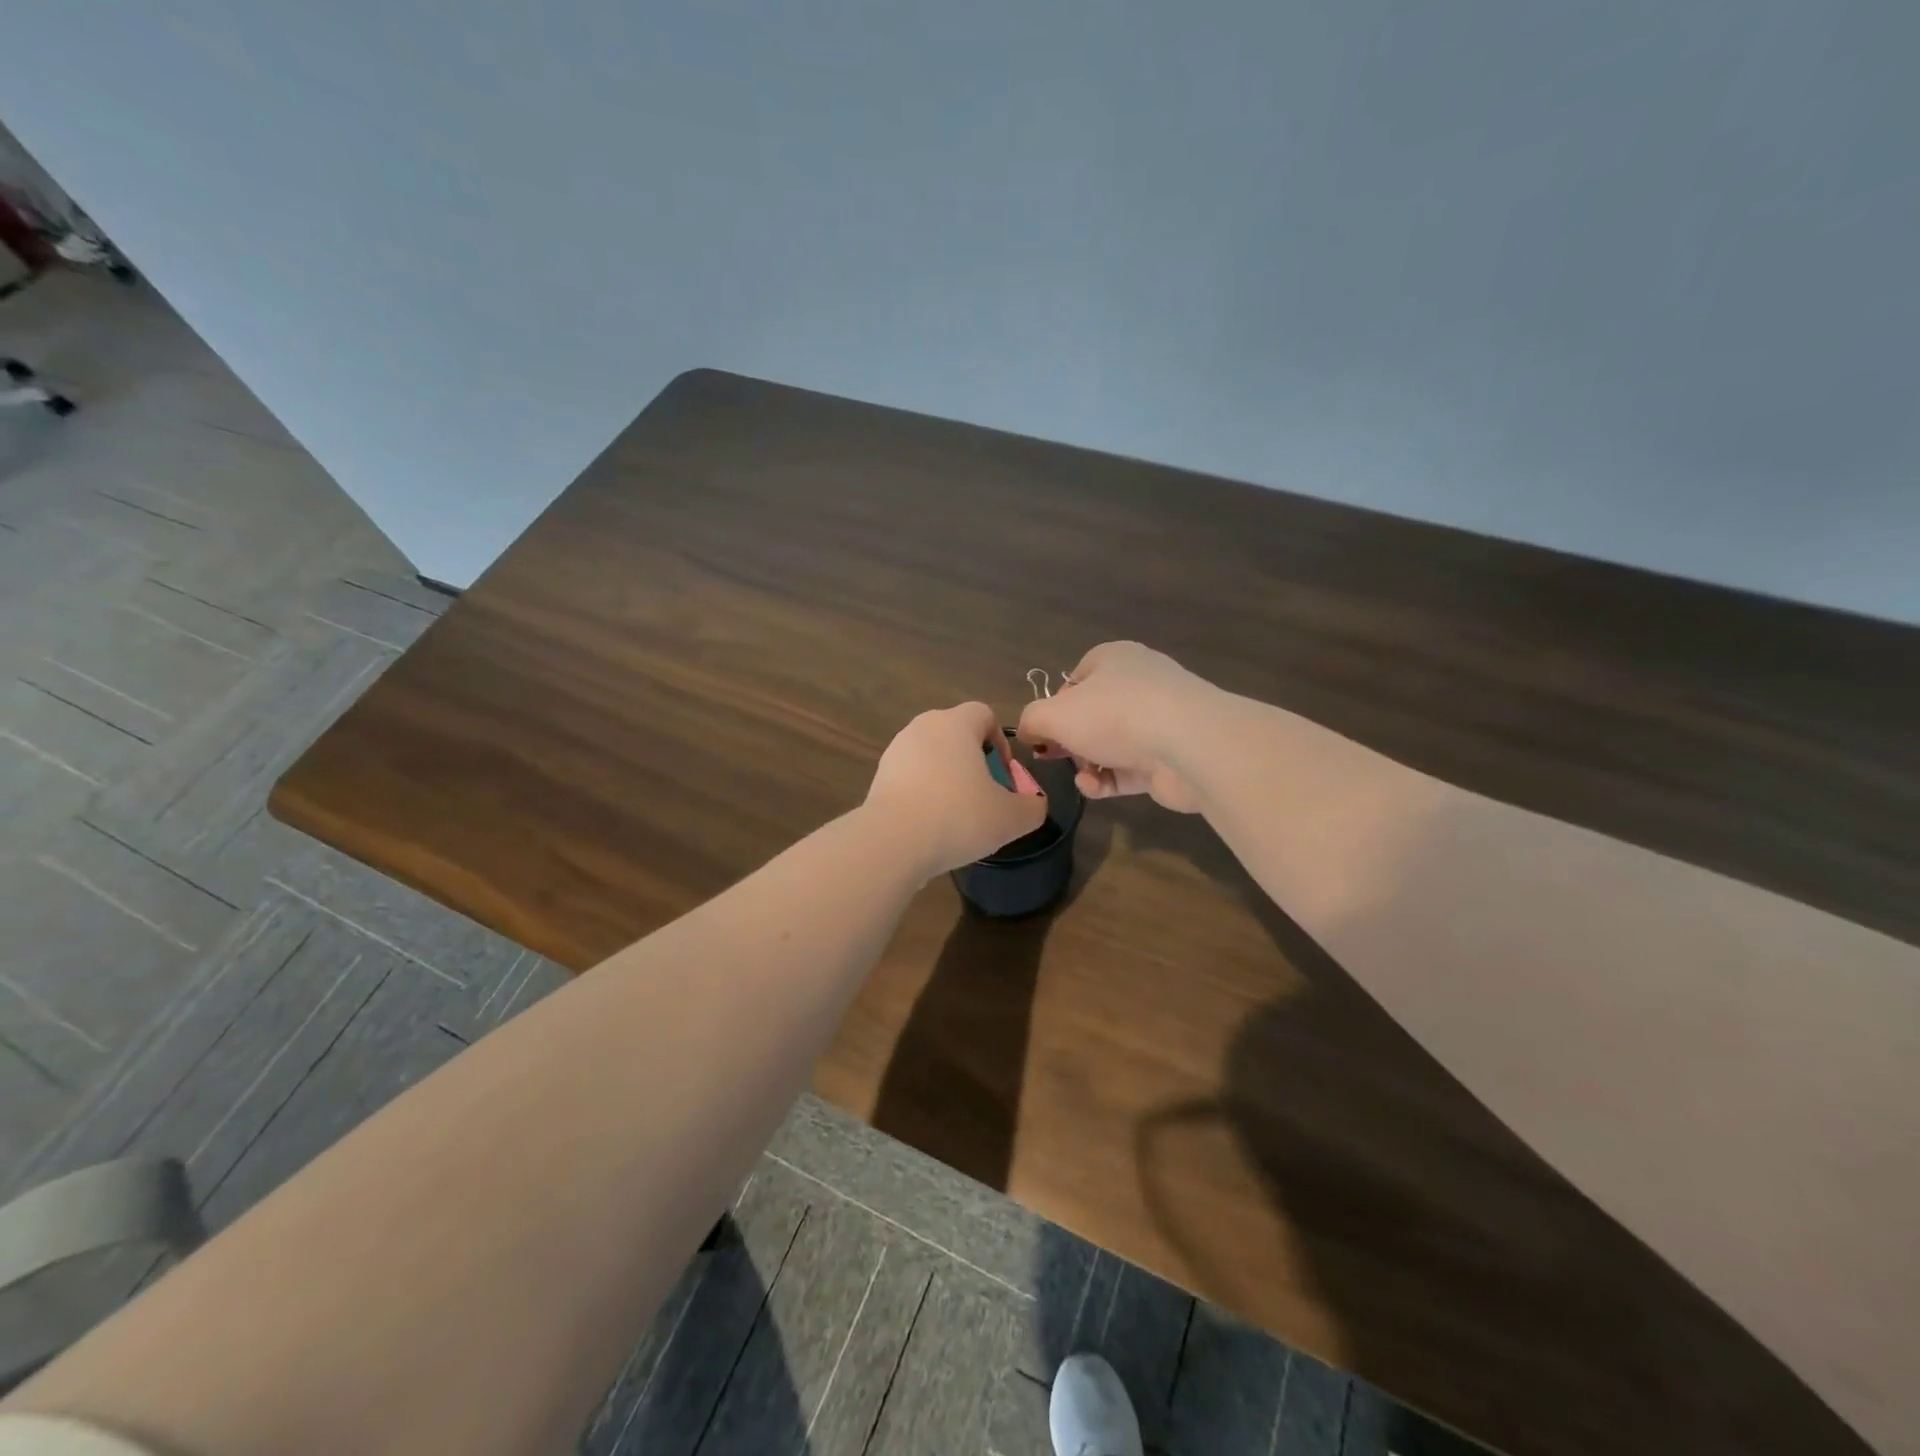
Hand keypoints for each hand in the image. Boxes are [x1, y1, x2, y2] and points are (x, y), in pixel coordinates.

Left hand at [865, 702, 1049, 876]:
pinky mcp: (879, 777)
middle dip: (974, 762)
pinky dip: (924, 794)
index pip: (984, 714)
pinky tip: (930, 825)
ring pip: (932, 757)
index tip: (1004, 776)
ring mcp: (896, 751)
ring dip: (947, 779)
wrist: (892, 842)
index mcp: (955, 724)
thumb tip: (1034, 804)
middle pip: (956, 735)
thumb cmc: (959, 817)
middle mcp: (923, 727)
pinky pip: (911, 778)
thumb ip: (1032, 807)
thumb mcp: (1011, 818)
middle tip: (985, 797)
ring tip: (957, 816)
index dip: (1000, 741)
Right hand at [1017, 642, 1216, 811]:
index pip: (1075, 679)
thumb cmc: (1115, 715)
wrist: (1189, 745)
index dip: (1054, 705)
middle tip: (1053, 756)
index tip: (1042, 730)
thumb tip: (1028, 732)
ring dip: (1088, 764)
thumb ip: (1032, 720)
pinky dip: (1108, 780)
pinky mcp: (1170, 757)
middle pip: (1092, 714)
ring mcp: (1159, 721)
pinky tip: (1096, 787)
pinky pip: (1129, 769)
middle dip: (1070, 740)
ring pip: (1110, 745)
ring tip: (1082, 777)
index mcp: (1113, 659)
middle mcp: (1139, 684)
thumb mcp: (1054, 714)